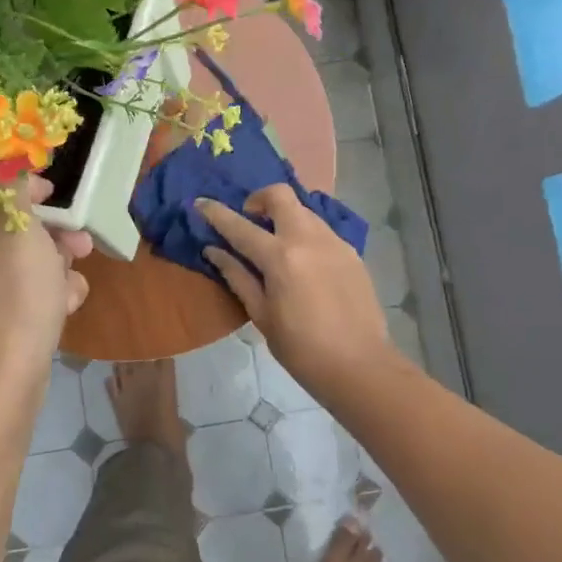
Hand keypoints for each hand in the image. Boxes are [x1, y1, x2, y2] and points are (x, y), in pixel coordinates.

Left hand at [0, 178, 91, 391]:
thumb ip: (14, 187)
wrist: (1, 380)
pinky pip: (24, 294)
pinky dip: (48, 295)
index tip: (50, 194)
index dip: (17, 185)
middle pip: (10, 227)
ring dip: (57, 266)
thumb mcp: (19, 229)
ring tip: (74, 284)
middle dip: (52, 233)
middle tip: (80, 242)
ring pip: (24, 262)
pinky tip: (66, 307)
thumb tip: (12, 167)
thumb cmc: (14, 297)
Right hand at [198, 185, 391, 392]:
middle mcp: (308, 239)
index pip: (240, 227)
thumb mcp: (261, 315)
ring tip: (276, 243)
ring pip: (304, 210)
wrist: (360, 365)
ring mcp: (334, 242)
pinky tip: (303, 262)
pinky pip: (322, 230)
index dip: (217, 213)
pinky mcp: (351, 253)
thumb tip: (214, 251)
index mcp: (280, 257)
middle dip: (258, 199)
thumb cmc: (301, 349)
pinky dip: (305, 234)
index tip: (201, 203)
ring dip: (284, 216)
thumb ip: (238, 277)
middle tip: (249, 220)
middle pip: (280, 196)